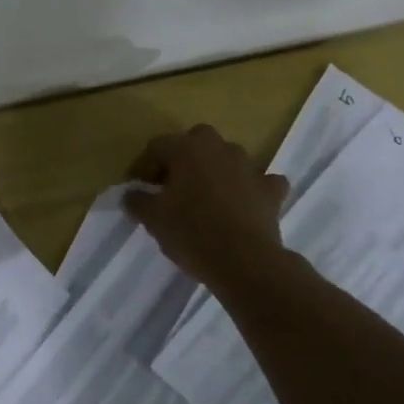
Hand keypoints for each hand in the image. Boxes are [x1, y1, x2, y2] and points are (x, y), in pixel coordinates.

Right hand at [124, 125, 288, 290]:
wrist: (245, 262)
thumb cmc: (192, 233)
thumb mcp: (153, 219)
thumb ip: (138, 201)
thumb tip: (132, 195)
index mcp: (187, 149)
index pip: (157, 146)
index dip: (144, 166)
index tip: (138, 188)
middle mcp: (219, 148)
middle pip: (196, 141)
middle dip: (183, 158)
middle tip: (172, 185)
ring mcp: (250, 167)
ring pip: (228, 157)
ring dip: (216, 170)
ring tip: (205, 195)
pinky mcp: (271, 190)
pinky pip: (261, 181)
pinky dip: (252, 188)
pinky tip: (244, 202)